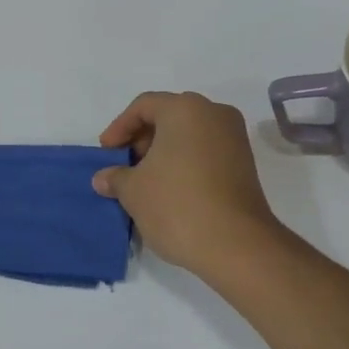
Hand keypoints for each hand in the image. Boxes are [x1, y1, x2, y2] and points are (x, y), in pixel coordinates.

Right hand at [93, 92, 281, 276]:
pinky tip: (171, 190)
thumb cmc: (177, 205)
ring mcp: (234, 138)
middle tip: (125, 166)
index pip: (144, 105)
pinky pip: (207, 151)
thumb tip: (103, 178)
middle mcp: (214, 113)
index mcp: (185, 108)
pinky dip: (185, 162)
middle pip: (169, 116)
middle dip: (143, 139)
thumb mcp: (134, 191)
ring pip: (190, 135)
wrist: (235, 243)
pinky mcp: (245, 163)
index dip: (119, 127)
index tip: (107, 153)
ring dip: (164, 153)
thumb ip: (116, 177)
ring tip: (145, 181)